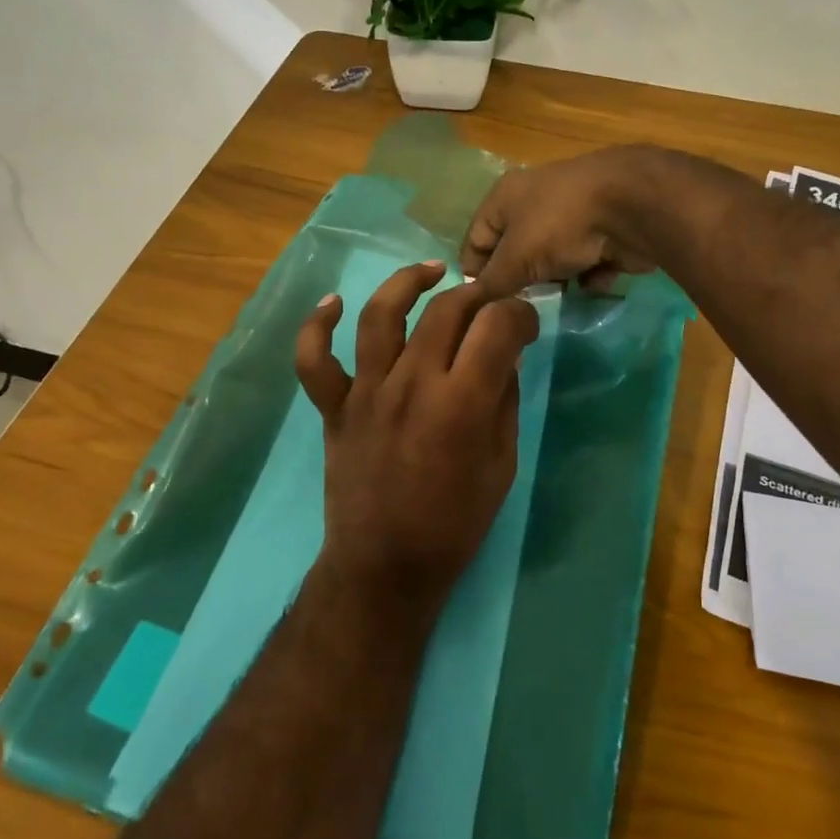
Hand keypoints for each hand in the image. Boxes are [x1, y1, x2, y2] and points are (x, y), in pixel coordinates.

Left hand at [294, 262, 541, 608]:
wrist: (385, 566)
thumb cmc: (454, 524)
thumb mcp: (501, 465)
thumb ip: (504, 402)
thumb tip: (503, 356)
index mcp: (461, 403)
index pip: (497, 326)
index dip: (519, 314)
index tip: (525, 323)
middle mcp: (411, 384)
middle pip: (446, 310)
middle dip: (478, 295)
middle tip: (490, 303)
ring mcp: (366, 392)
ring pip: (382, 315)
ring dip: (407, 283)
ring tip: (431, 272)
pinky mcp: (334, 407)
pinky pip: (314, 359)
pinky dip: (317, 326)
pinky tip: (334, 303)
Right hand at [460, 146, 667, 296]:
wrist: (633, 207)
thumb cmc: (560, 225)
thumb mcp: (515, 259)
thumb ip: (492, 284)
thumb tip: (473, 304)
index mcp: (505, 196)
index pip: (476, 237)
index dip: (473, 272)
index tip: (477, 306)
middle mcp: (536, 200)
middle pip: (516, 250)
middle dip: (518, 280)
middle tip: (517, 308)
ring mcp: (574, 215)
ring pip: (554, 258)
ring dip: (555, 281)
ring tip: (555, 301)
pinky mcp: (607, 230)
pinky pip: (588, 261)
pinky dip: (589, 276)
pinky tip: (592, 284)